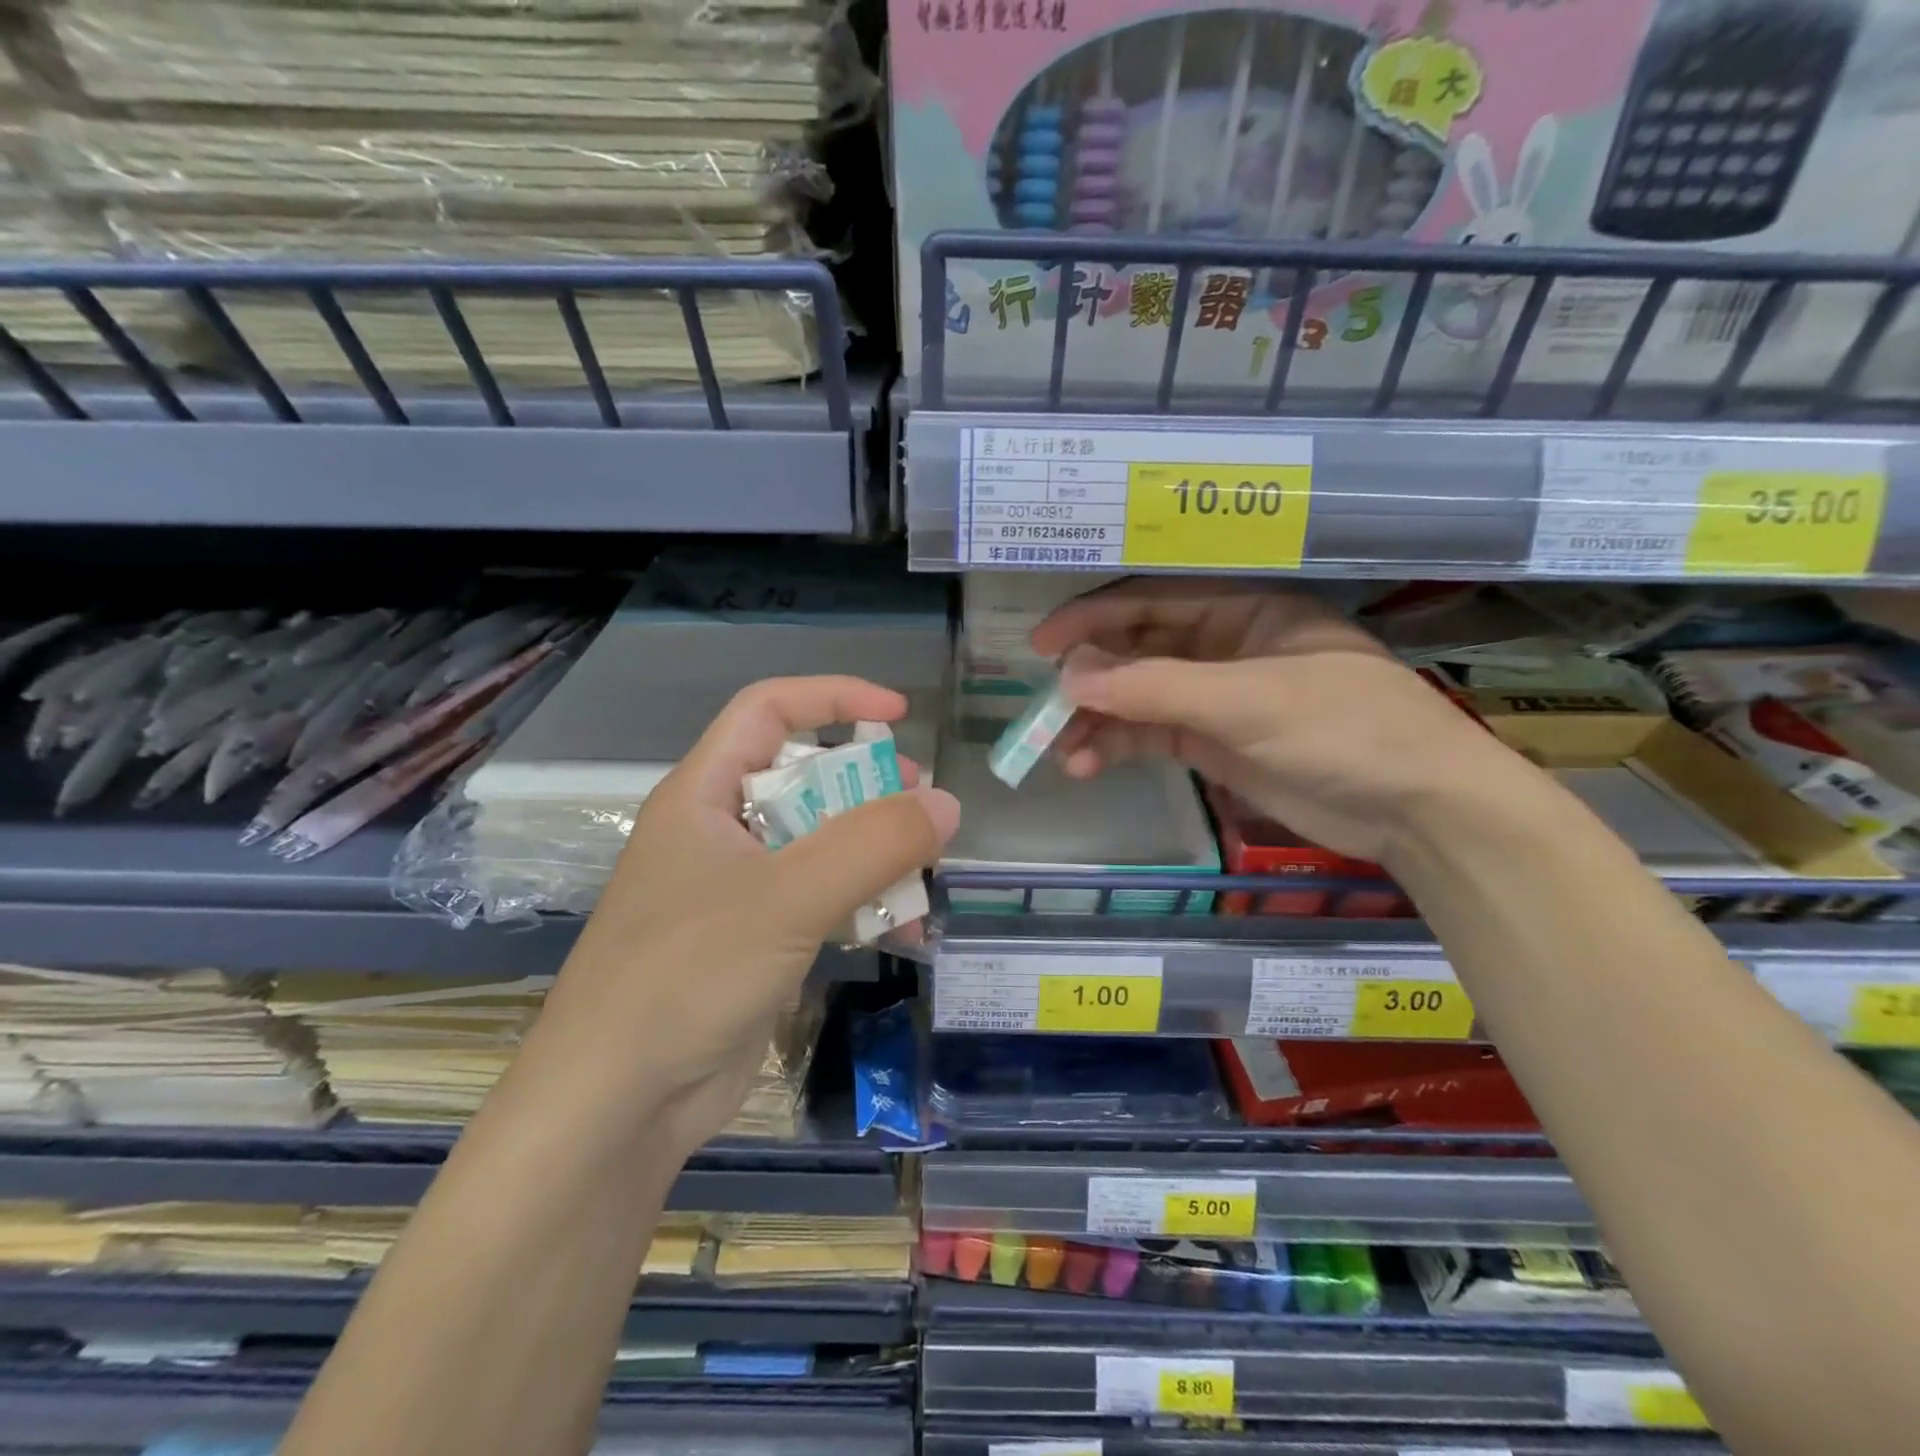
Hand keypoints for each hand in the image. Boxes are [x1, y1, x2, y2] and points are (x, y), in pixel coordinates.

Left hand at [529, 676, 958, 1158]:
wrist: (616, 1106)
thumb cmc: (685, 975)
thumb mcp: (786, 898)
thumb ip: (871, 845)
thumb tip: (946, 804)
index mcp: (705, 794)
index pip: (769, 711)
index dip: (833, 698)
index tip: (899, 715)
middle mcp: (720, 832)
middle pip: (805, 777)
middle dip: (868, 785)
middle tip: (920, 806)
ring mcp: (739, 890)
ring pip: (821, 843)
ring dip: (875, 853)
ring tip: (923, 874)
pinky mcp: (758, 941)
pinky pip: (823, 901)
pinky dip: (865, 905)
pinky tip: (904, 932)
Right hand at [1031, 579, 1519, 863]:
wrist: (1417, 809)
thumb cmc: (1345, 729)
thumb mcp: (1248, 701)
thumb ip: (1156, 688)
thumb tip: (1069, 678)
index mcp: (1244, 608)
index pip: (1153, 601)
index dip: (1093, 618)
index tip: (1042, 645)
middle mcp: (1225, 645)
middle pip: (1138, 649)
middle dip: (1091, 676)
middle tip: (1045, 706)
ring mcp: (1217, 697)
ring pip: (1139, 698)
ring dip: (1098, 720)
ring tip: (1061, 751)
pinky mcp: (1213, 743)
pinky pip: (1151, 736)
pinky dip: (1118, 748)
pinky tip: (1088, 766)